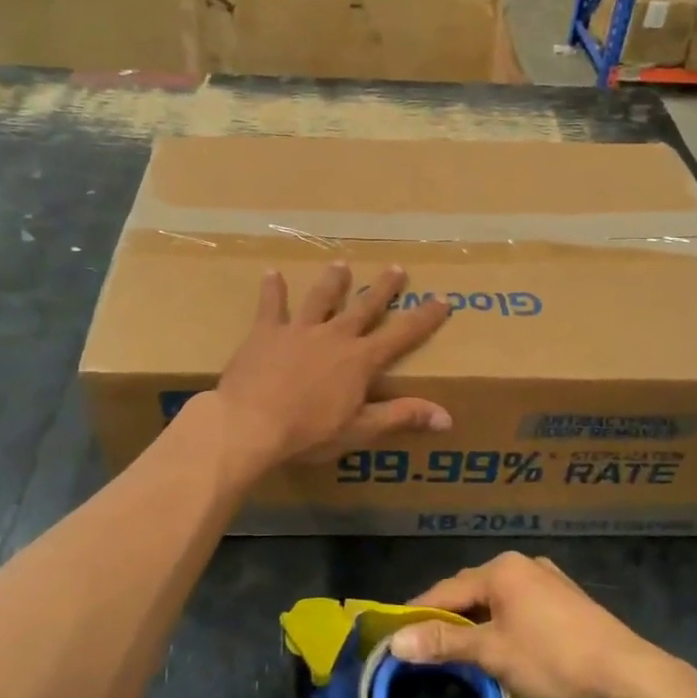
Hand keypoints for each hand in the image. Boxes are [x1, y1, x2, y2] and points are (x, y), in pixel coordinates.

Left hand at [207, 262, 452, 481]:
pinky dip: (272, 289)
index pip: (402, 334)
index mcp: (360, 360)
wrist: (250, 423)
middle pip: (364, 307)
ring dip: (333, 282)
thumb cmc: (308, 432)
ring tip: (341, 265)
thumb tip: (447, 417)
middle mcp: (334, 336)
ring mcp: (299, 330)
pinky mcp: (266, 333)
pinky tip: (270, 272)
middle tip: (396, 268)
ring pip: (321, 298)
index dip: (424, 317)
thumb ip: (401, 417)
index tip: (442, 299)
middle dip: (383, 289)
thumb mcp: (360, 430)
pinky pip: (271, 306)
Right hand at [387, 552, 664, 697]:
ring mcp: (548, 579)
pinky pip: (520, 605)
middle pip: (472, 590)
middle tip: (425, 644)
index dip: (419, 612)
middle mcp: (522, 564)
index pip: (447, 590)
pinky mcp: (566, 599)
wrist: (624, 673)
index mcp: (501, 569)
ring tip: (459, 647)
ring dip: (477, 621)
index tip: (396, 632)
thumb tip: (397, 642)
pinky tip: (502, 642)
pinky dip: (502, 622)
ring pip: (498, 599)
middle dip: (449, 617)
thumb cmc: (552, 657)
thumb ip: (444, 643)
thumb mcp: (492, 652)